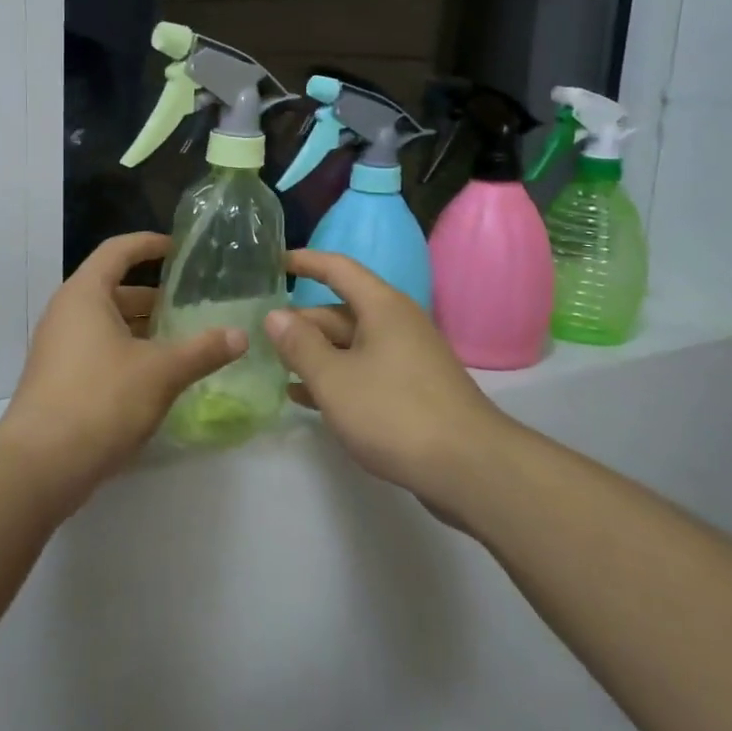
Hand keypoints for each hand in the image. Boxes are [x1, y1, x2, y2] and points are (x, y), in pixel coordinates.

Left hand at [0, 233, 244, 506]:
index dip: (149, 245)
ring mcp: (58, 348)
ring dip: (142, 328)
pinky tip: (156, 376)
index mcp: (84, 294)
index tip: (179, 249)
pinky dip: (127, 352)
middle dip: (153, 296)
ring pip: (106, 324)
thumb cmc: (101, 399)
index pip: (117, 251)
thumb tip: (240, 335)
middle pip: (113, 289)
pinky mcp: (58, 379)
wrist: (41, 464)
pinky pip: (97, 350)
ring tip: (182, 340)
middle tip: (192, 305)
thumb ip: (202, 351)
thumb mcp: (160, 372)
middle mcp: (66, 313)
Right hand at [265, 250, 515, 514]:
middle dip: (301, 322)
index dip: (305, 262)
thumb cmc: (395, 413)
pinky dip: (335, 378)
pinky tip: (303, 397)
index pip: (338, 269)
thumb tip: (274, 314)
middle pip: (340, 312)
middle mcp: (396, 324)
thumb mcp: (335, 379)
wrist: (471, 469)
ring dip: (314, 354)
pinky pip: (363, 372)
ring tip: (274, 367)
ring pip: (350, 345)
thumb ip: (300, 345)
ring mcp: (406, 359)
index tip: (274, 262)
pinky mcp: (411, 391)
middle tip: (260, 336)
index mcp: (382, 308)